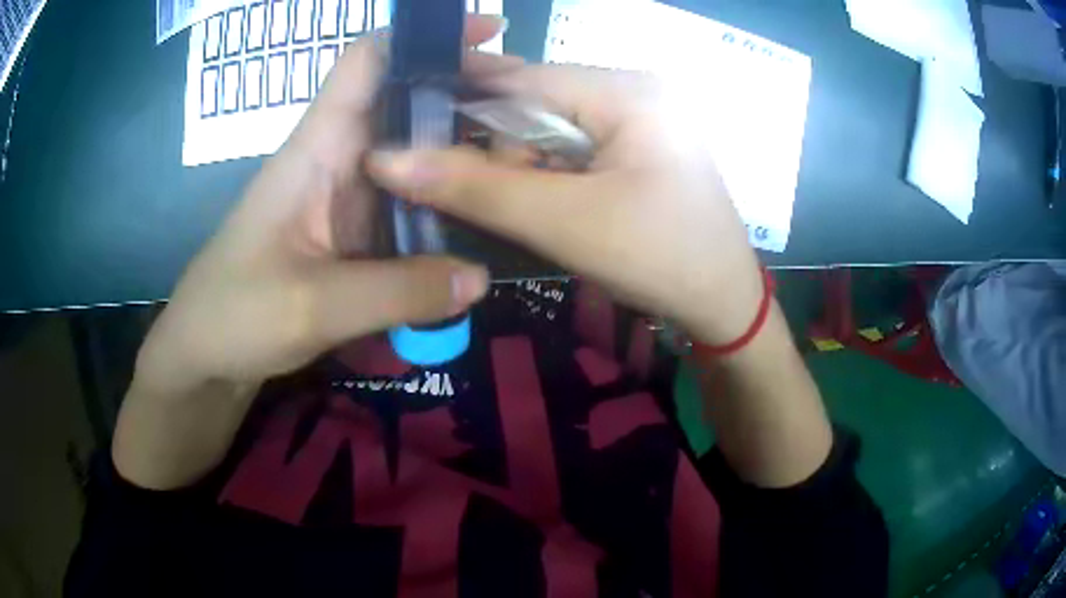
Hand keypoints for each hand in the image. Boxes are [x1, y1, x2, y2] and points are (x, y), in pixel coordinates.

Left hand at [135, 16, 514, 391]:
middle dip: (467, 98)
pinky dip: (444, 207)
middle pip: (406, 105)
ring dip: (462, 156)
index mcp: (316, 149)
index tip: (490, 34)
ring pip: (412, 157)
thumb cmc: (234, 316)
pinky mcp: (353, 237)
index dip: (424, 38)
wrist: (204, 356)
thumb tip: (481, 277)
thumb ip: (397, 292)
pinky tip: (482, 222)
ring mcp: (347, 200)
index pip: (367, 63)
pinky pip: (408, 207)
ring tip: (527, 166)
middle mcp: (336, 161)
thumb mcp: (312, 307)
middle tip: (536, 119)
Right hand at [368, 64, 764, 345]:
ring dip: (529, 170)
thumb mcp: (564, 222)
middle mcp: (635, 91)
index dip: (466, 103)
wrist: (722, 305)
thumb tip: (390, 160)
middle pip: (537, 103)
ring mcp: (640, 118)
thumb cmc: (658, 259)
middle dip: (508, 152)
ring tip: (546, 215)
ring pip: (552, 129)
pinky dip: (552, 176)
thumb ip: (476, 188)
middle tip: (508, 201)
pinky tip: (558, 208)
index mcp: (628, 91)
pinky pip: (575, 148)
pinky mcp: (639, 146)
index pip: (523, 78)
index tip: (415, 132)